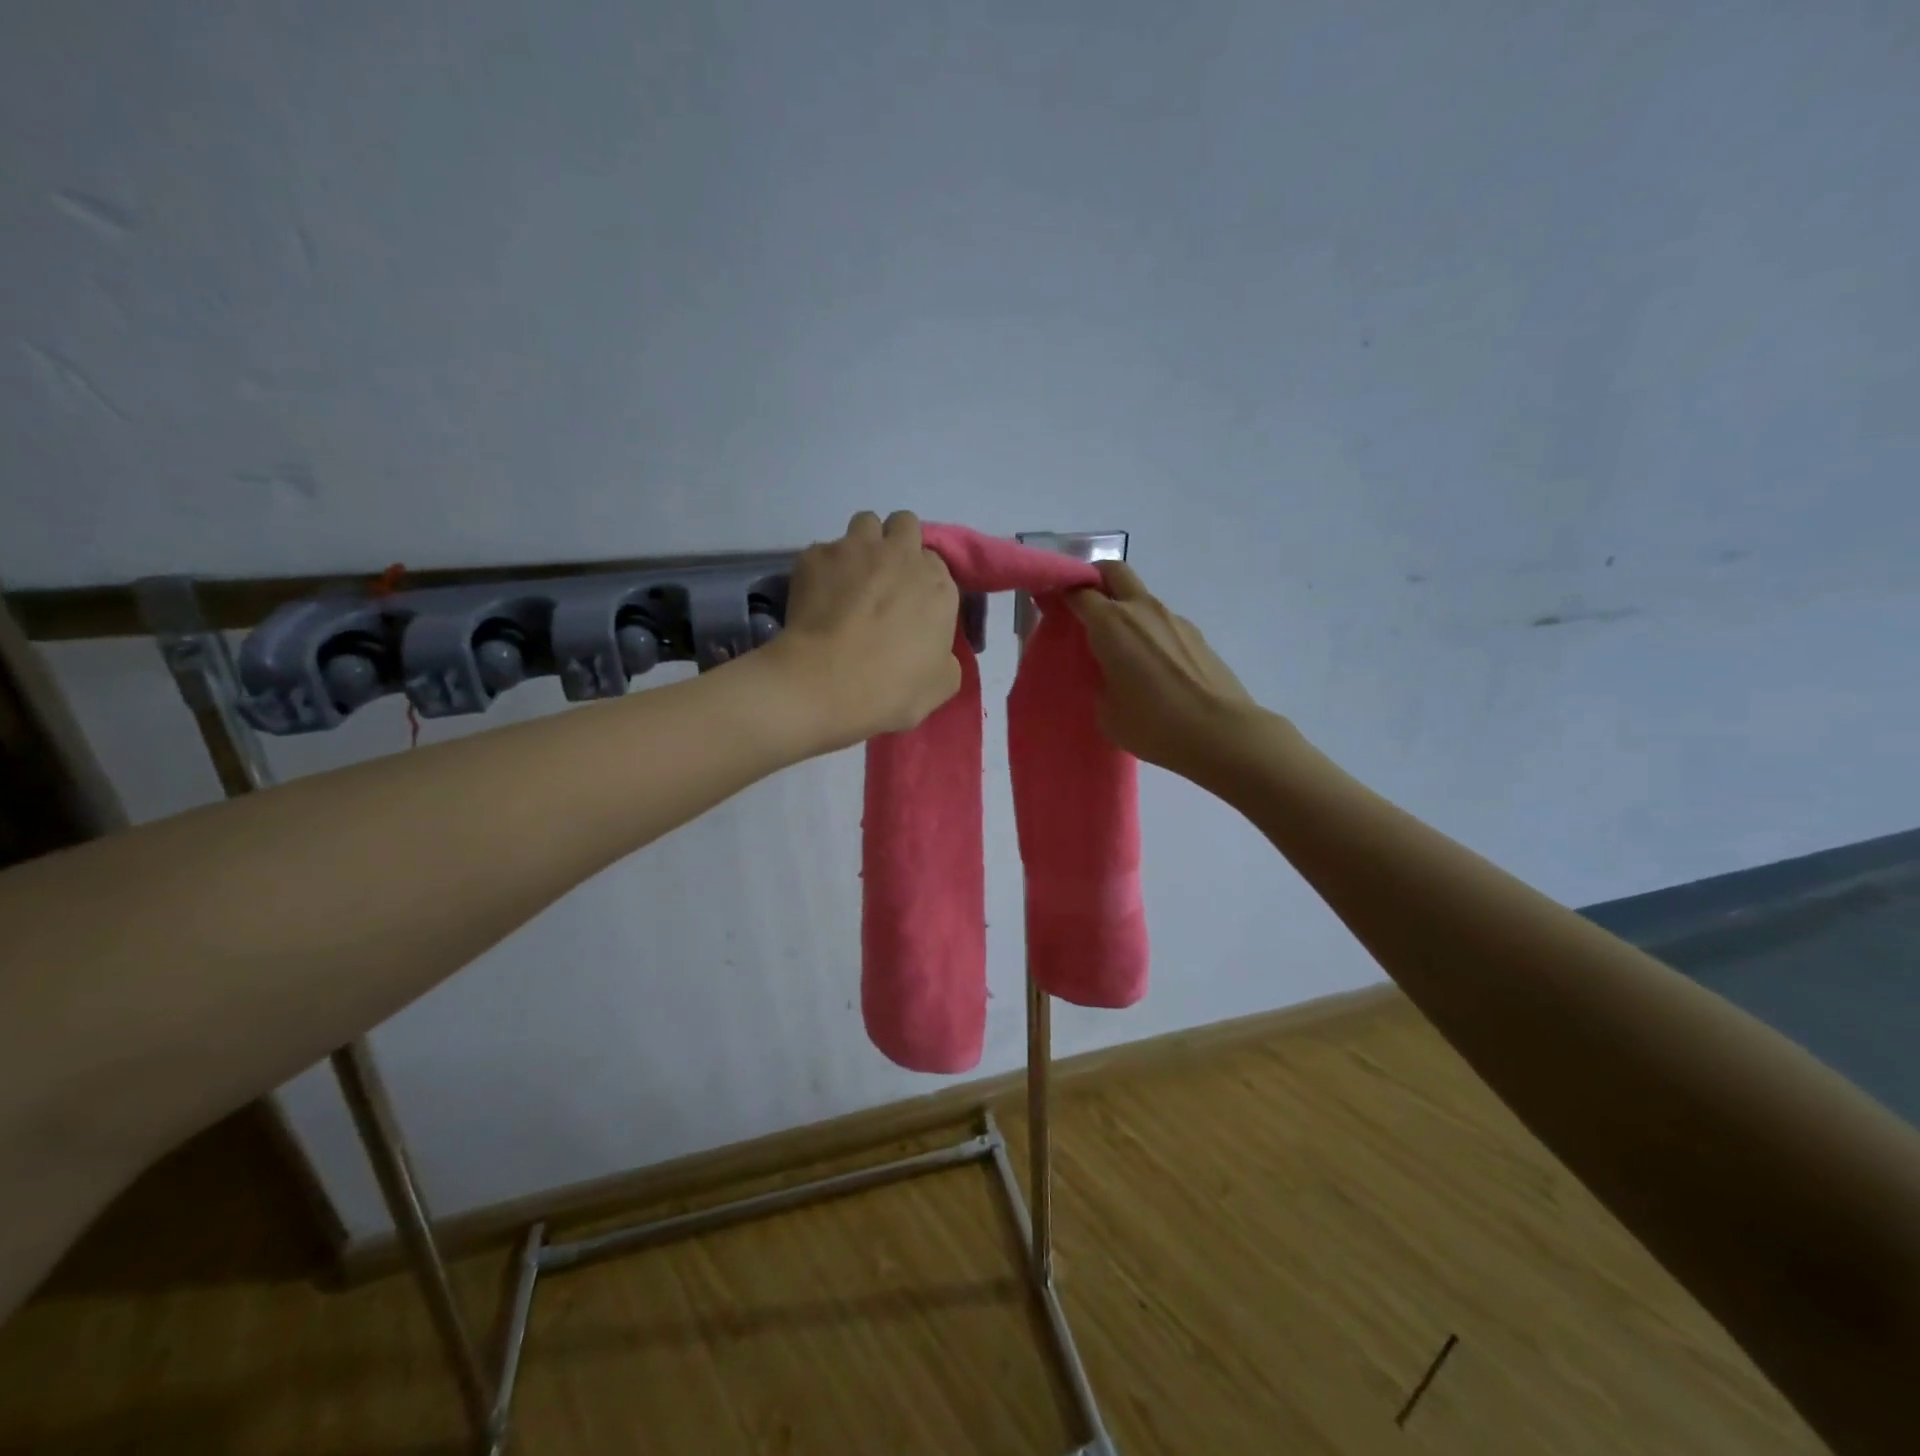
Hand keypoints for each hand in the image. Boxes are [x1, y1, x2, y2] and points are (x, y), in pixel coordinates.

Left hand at [765, 510, 961, 752]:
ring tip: (851, 578)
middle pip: (905, 525)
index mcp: (937, 585)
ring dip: (863, 545)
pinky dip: (824, 569)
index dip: (923, 581)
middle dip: (897, 544)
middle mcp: (900, 555)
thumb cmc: (891, 688)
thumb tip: (936, 651)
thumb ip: (946, 657)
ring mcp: (855, 550)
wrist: (824, 683)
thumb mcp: (942, 684)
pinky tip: (817, 598)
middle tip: (885, 579)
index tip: (912, 605)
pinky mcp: (815, 556)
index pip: (936, 563)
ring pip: (865, 523)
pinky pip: (824, 551)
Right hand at [1067, 562, 1261, 778]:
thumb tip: (1106, 671)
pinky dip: (1147, 630)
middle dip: (1093, 579)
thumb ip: (1098, 679)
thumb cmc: (1154, 724)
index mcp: (1111, 623)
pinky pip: (1160, 621)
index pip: (1077, 591)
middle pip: (1112, 571)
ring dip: (1123, 608)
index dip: (1059, 593)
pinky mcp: (1195, 634)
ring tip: (1118, 648)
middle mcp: (1141, 609)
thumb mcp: (1106, 710)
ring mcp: (1173, 618)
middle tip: (1082, 607)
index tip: (1047, 604)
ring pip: (1139, 597)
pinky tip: (1150, 666)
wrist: (1220, 733)